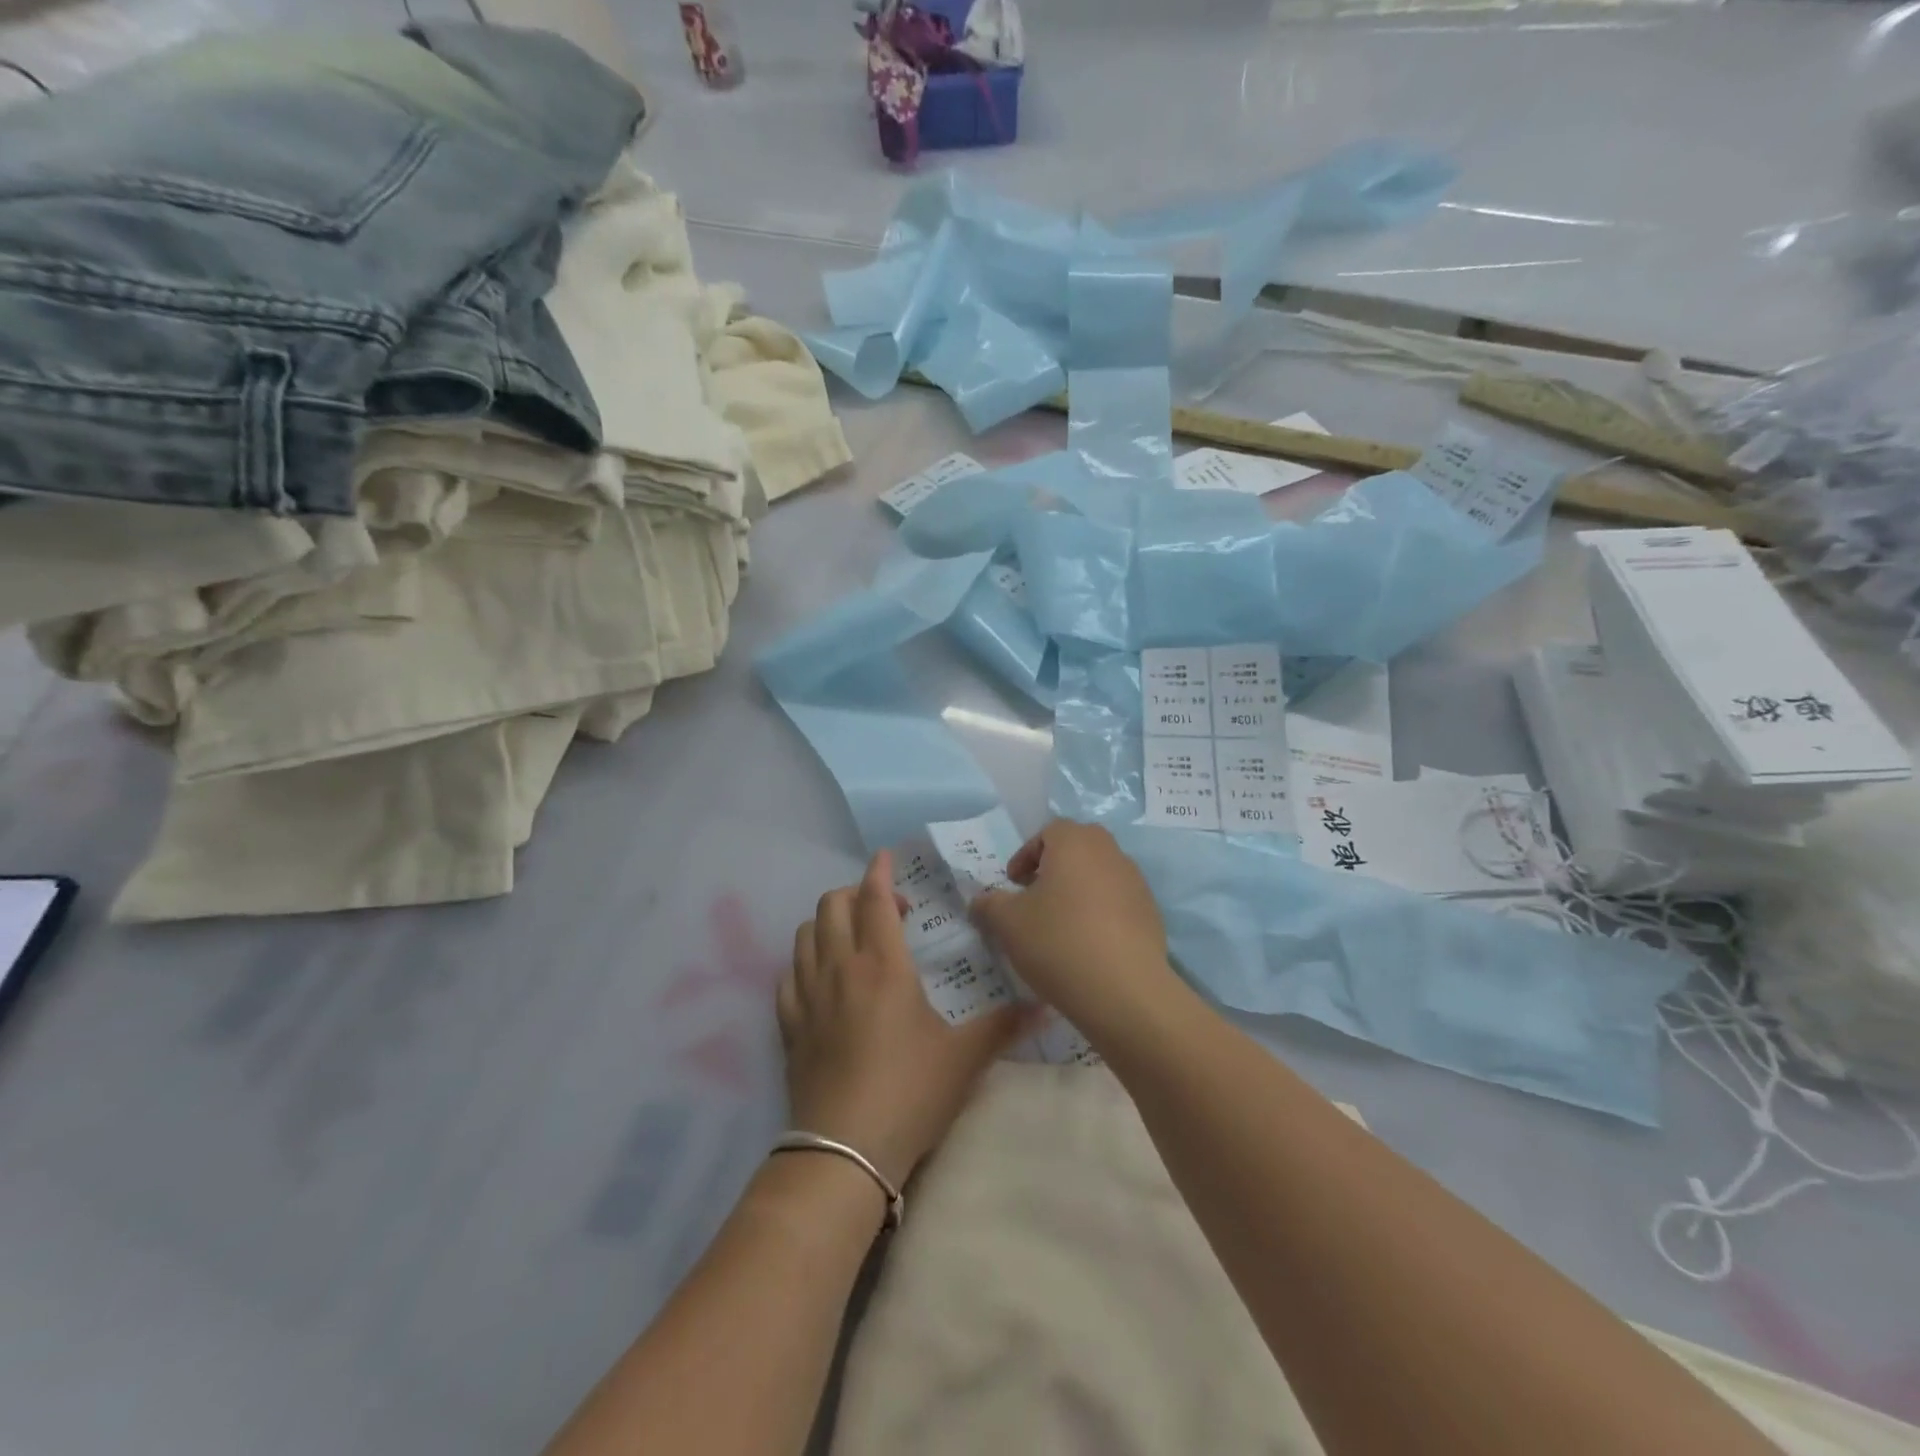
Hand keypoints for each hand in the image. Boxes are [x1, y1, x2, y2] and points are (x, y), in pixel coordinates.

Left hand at [779, 851, 1036, 1188]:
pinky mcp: (789, 1025)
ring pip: (805, 935)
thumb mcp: (964, 1058)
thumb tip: (1046, 1006)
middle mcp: (839, 968)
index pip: (873, 899)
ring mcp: (807, 996)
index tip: (886, 858)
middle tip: (887, 912)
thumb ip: (1004, 1026)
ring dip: (827, 923)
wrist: (844, 1152)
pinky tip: (821, 979)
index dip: (879, 872)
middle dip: (855, 893)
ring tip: (853, 939)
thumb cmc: (909, 1093)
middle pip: (832, 906)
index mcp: (882, 966)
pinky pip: (787, 975)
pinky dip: (804, 962)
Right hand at [969, 820, 1177, 1037]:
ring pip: (1099, 874)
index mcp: (1075, 842)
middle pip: (1077, 848)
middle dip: (1053, 868)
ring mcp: (1135, 882)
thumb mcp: (1007, 923)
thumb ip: (989, 904)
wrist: (1124, 990)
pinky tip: (1087, 945)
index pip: (1048, 832)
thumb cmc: (1058, 942)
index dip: (1025, 855)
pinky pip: (1117, 902)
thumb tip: (980, 901)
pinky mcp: (1151, 913)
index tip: (1013, 884)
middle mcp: (1109, 852)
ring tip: (1060, 925)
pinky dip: (1099, 913)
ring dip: (1077, 890)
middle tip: (1035, 897)